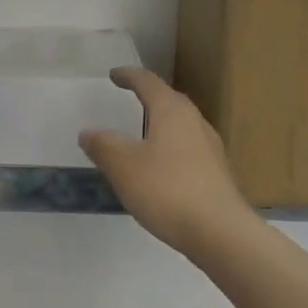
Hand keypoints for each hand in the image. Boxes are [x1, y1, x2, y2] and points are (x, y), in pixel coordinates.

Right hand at [79, 67, 256, 255]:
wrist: (219, 232)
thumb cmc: (167, 190)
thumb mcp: (123, 166)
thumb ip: (103, 146)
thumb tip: (88, 132)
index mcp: (172, 111)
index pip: (148, 83)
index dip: (128, 76)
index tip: (114, 75)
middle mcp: (195, 122)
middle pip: (169, 101)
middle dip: (148, 97)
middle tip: (129, 99)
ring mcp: (209, 148)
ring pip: (180, 125)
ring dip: (160, 123)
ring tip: (141, 133)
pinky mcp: (215, 173)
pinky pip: (186, 149)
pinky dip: (169, 148)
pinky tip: (159, 167)